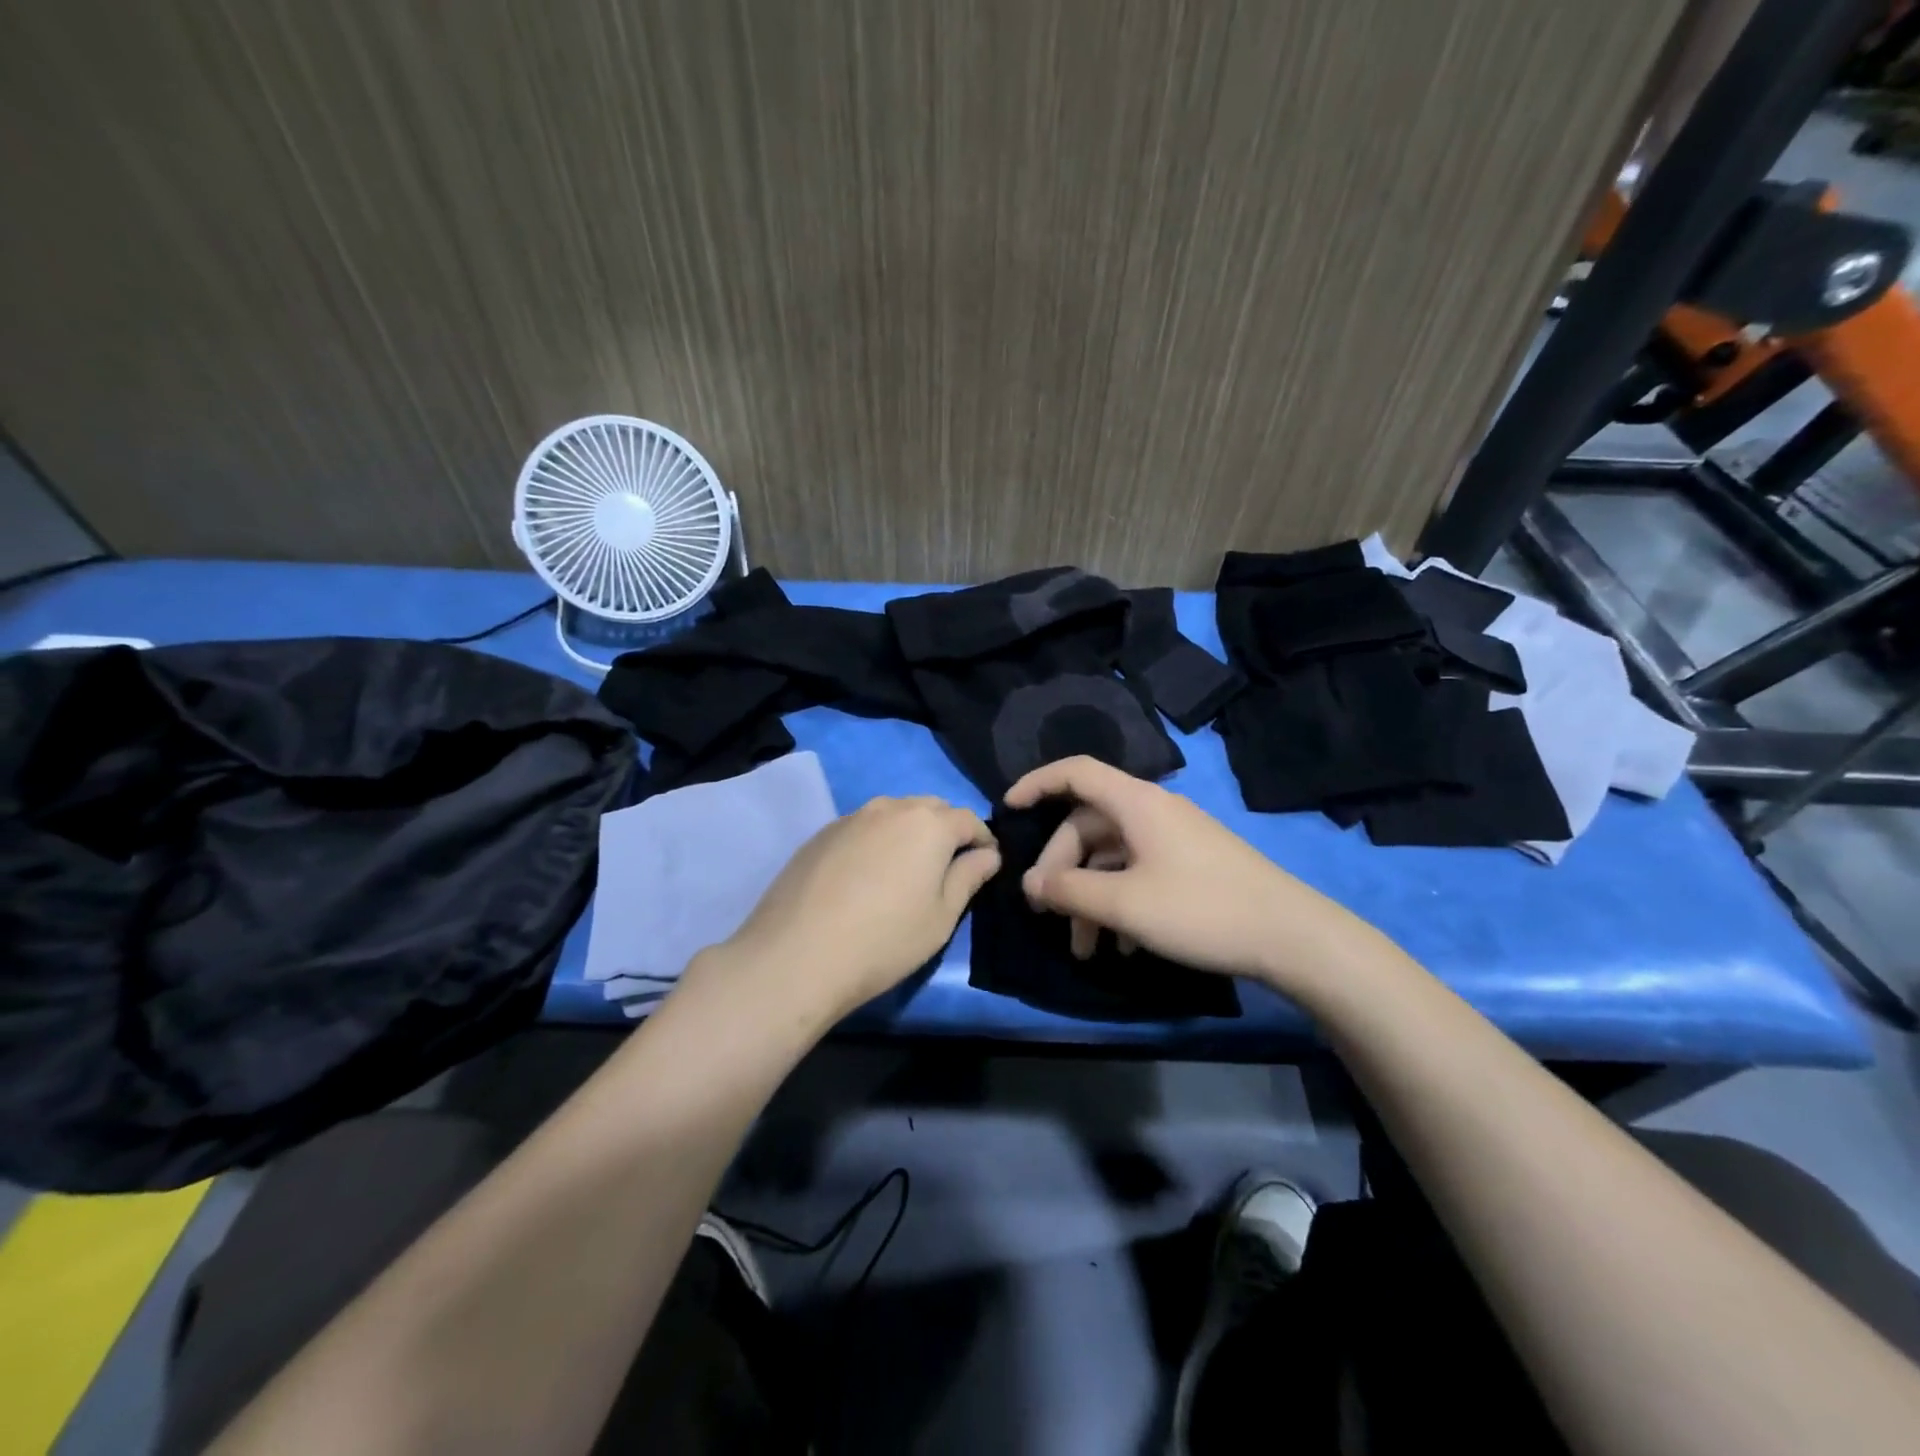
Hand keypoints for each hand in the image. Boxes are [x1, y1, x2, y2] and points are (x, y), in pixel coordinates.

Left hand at [713, 795, 999, 1022]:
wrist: (797, 955)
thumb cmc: (884, 940)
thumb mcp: (941, 917)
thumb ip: (968, 877)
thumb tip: (988, 854)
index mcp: (929, 824)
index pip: (969, 819)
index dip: (984, 840)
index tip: (987, 863)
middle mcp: (891, 808)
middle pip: (931, 809)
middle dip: (947, 830)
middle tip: (947, 867)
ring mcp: (851, 817)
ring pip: (893, 814)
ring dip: (909, 832)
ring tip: (906, 869)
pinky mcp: (821, 834)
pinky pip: (862, 827)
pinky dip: (876, 841)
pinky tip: (866, 876)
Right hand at [1005, 756, 1378, 994]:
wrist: (1292, 937)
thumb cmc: (1200, 909)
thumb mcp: (1125, 904)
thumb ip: (1069, 891)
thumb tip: (1030, 884)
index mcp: (1136, 803)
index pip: (1075, 772)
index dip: (1036, 783)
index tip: (1007, 809)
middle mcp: (1153, 811)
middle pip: (1088, 825)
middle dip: (1062, 870)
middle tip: (1047, 914)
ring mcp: (1175, 838)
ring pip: (1112, 856)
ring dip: (1090, 897)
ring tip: (1084, 949)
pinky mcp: (1191, 865)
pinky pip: (1139, 872)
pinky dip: (1119, 902)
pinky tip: (1122, 946)